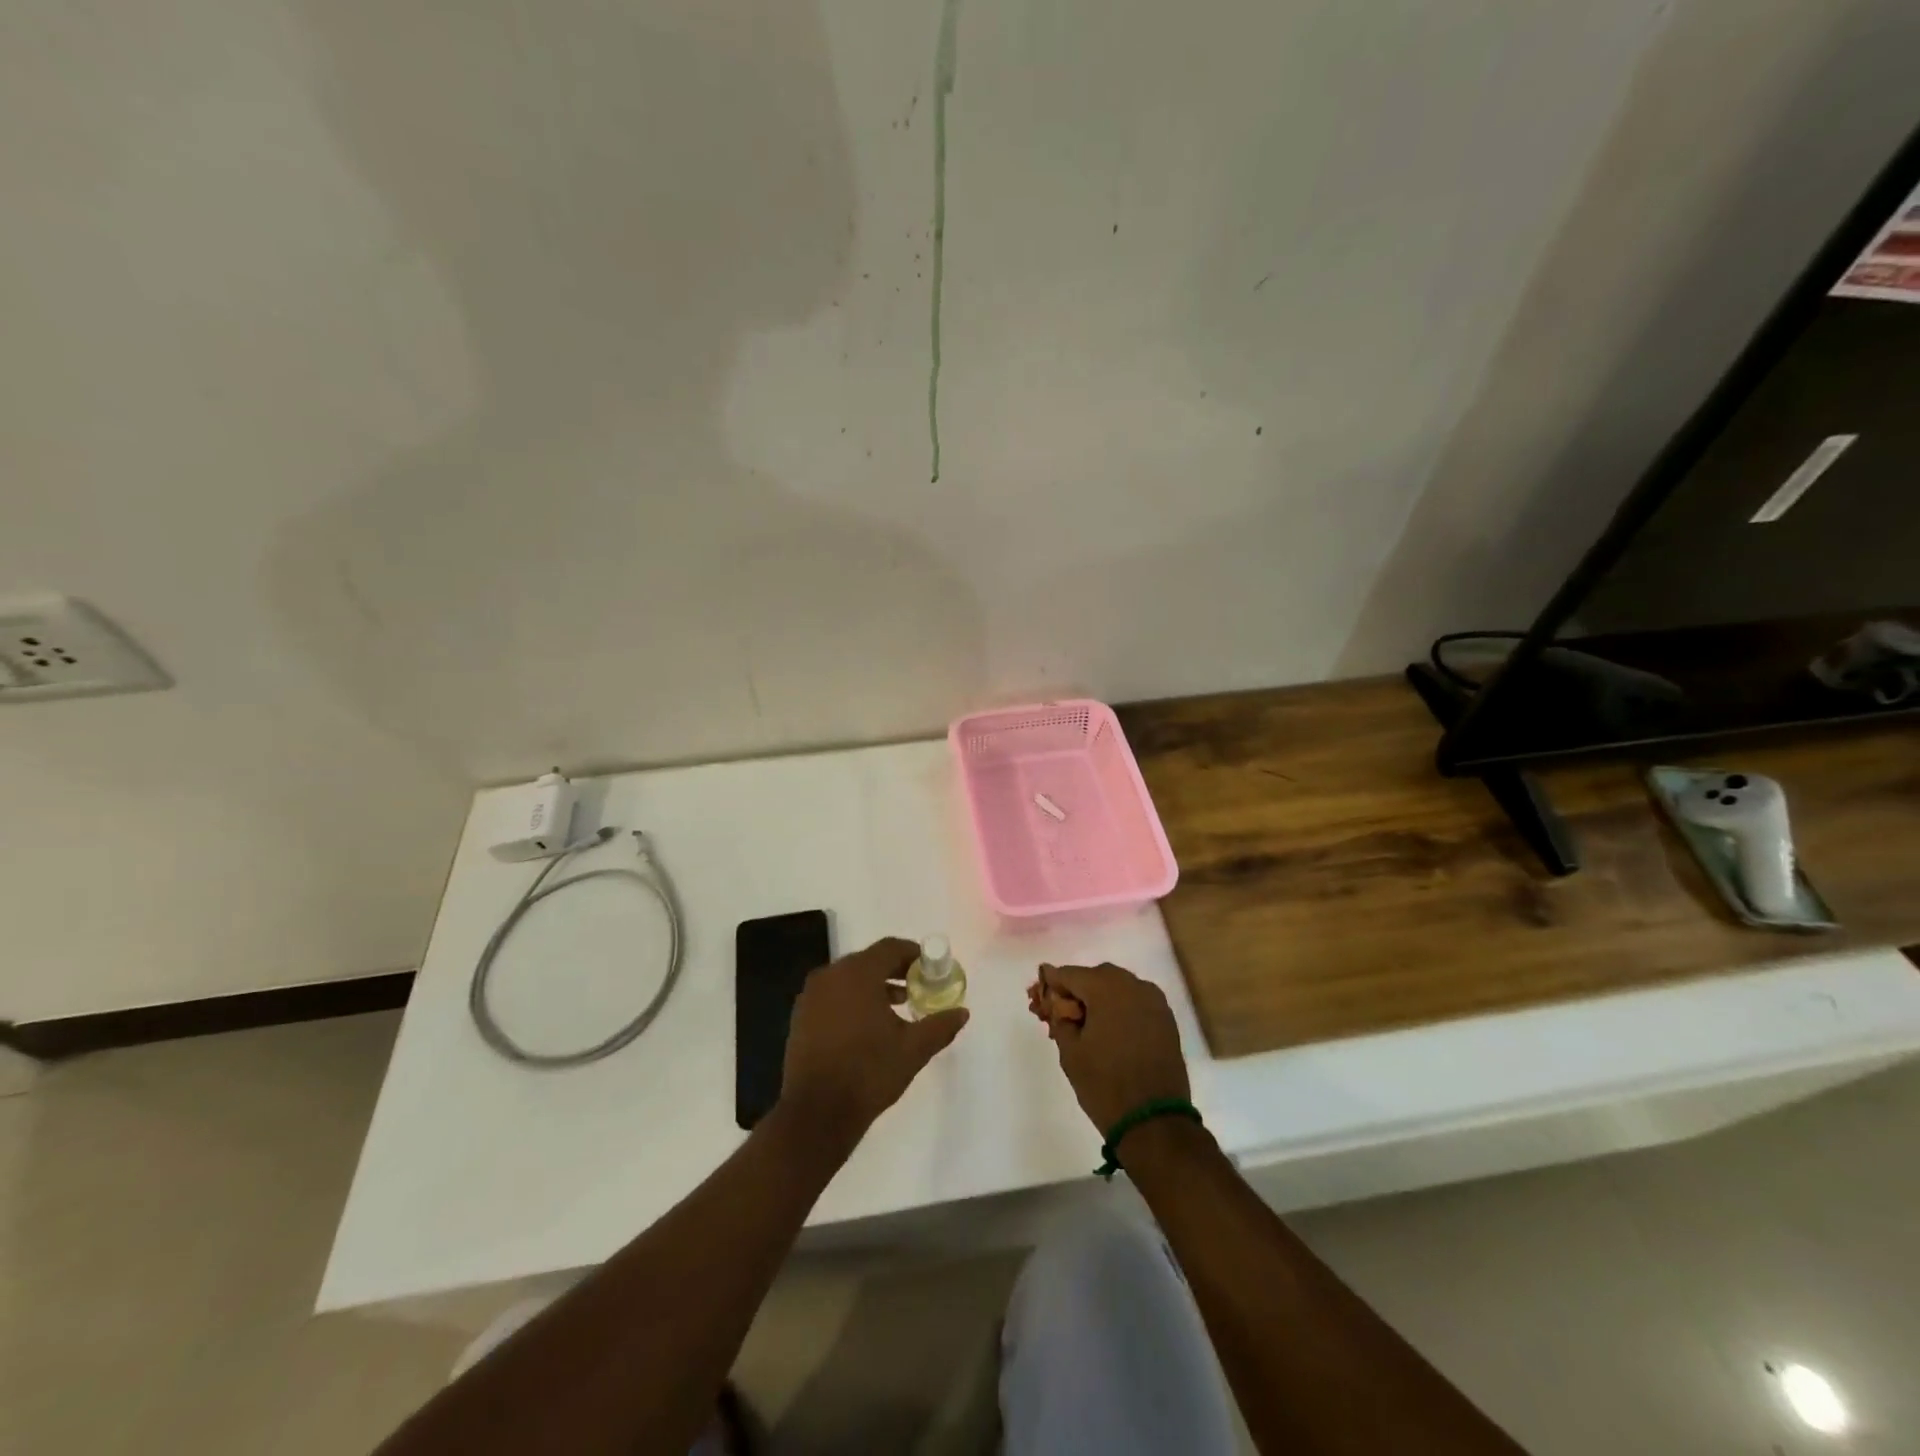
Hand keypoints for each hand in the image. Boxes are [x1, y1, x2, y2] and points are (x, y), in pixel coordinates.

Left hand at [780, 937, 968, 1144]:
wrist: (817, 1113)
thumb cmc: (868, 1073)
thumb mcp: (913, 1050)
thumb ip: (939, 1026)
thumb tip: (962, 1012)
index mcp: (858, 974)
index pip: (890, 948)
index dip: (913, 954)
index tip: (930, 969)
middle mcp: (830, 975)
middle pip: (869, 960)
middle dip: (895, 970)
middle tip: (917, 987)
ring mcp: (811, 996)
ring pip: (849, 978)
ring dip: (874, 985)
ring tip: (898, 1007)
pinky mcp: (801, 1016)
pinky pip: (833, 995)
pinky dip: (853, 999)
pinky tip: (868, 1025)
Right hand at [1032, 962, 1188, 1133]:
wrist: (1154, 1121)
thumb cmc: (1104, 1084)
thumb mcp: (1070, 1051)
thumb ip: (1060, 1018)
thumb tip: (1058, 1004)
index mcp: (1106, 989)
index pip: (1070, 974)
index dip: (1052, 983)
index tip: (1040, 997)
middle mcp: (1133, 985)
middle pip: (1097, 976)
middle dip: (1078, 990)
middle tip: (1063, 1014)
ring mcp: (1154, 1001)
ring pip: (1119, 987)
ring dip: (1101, 997)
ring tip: (1088, 1024)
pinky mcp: (1166, 1019)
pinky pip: (1136, 1001)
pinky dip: (1121, 1008)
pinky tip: (1112, 1030)